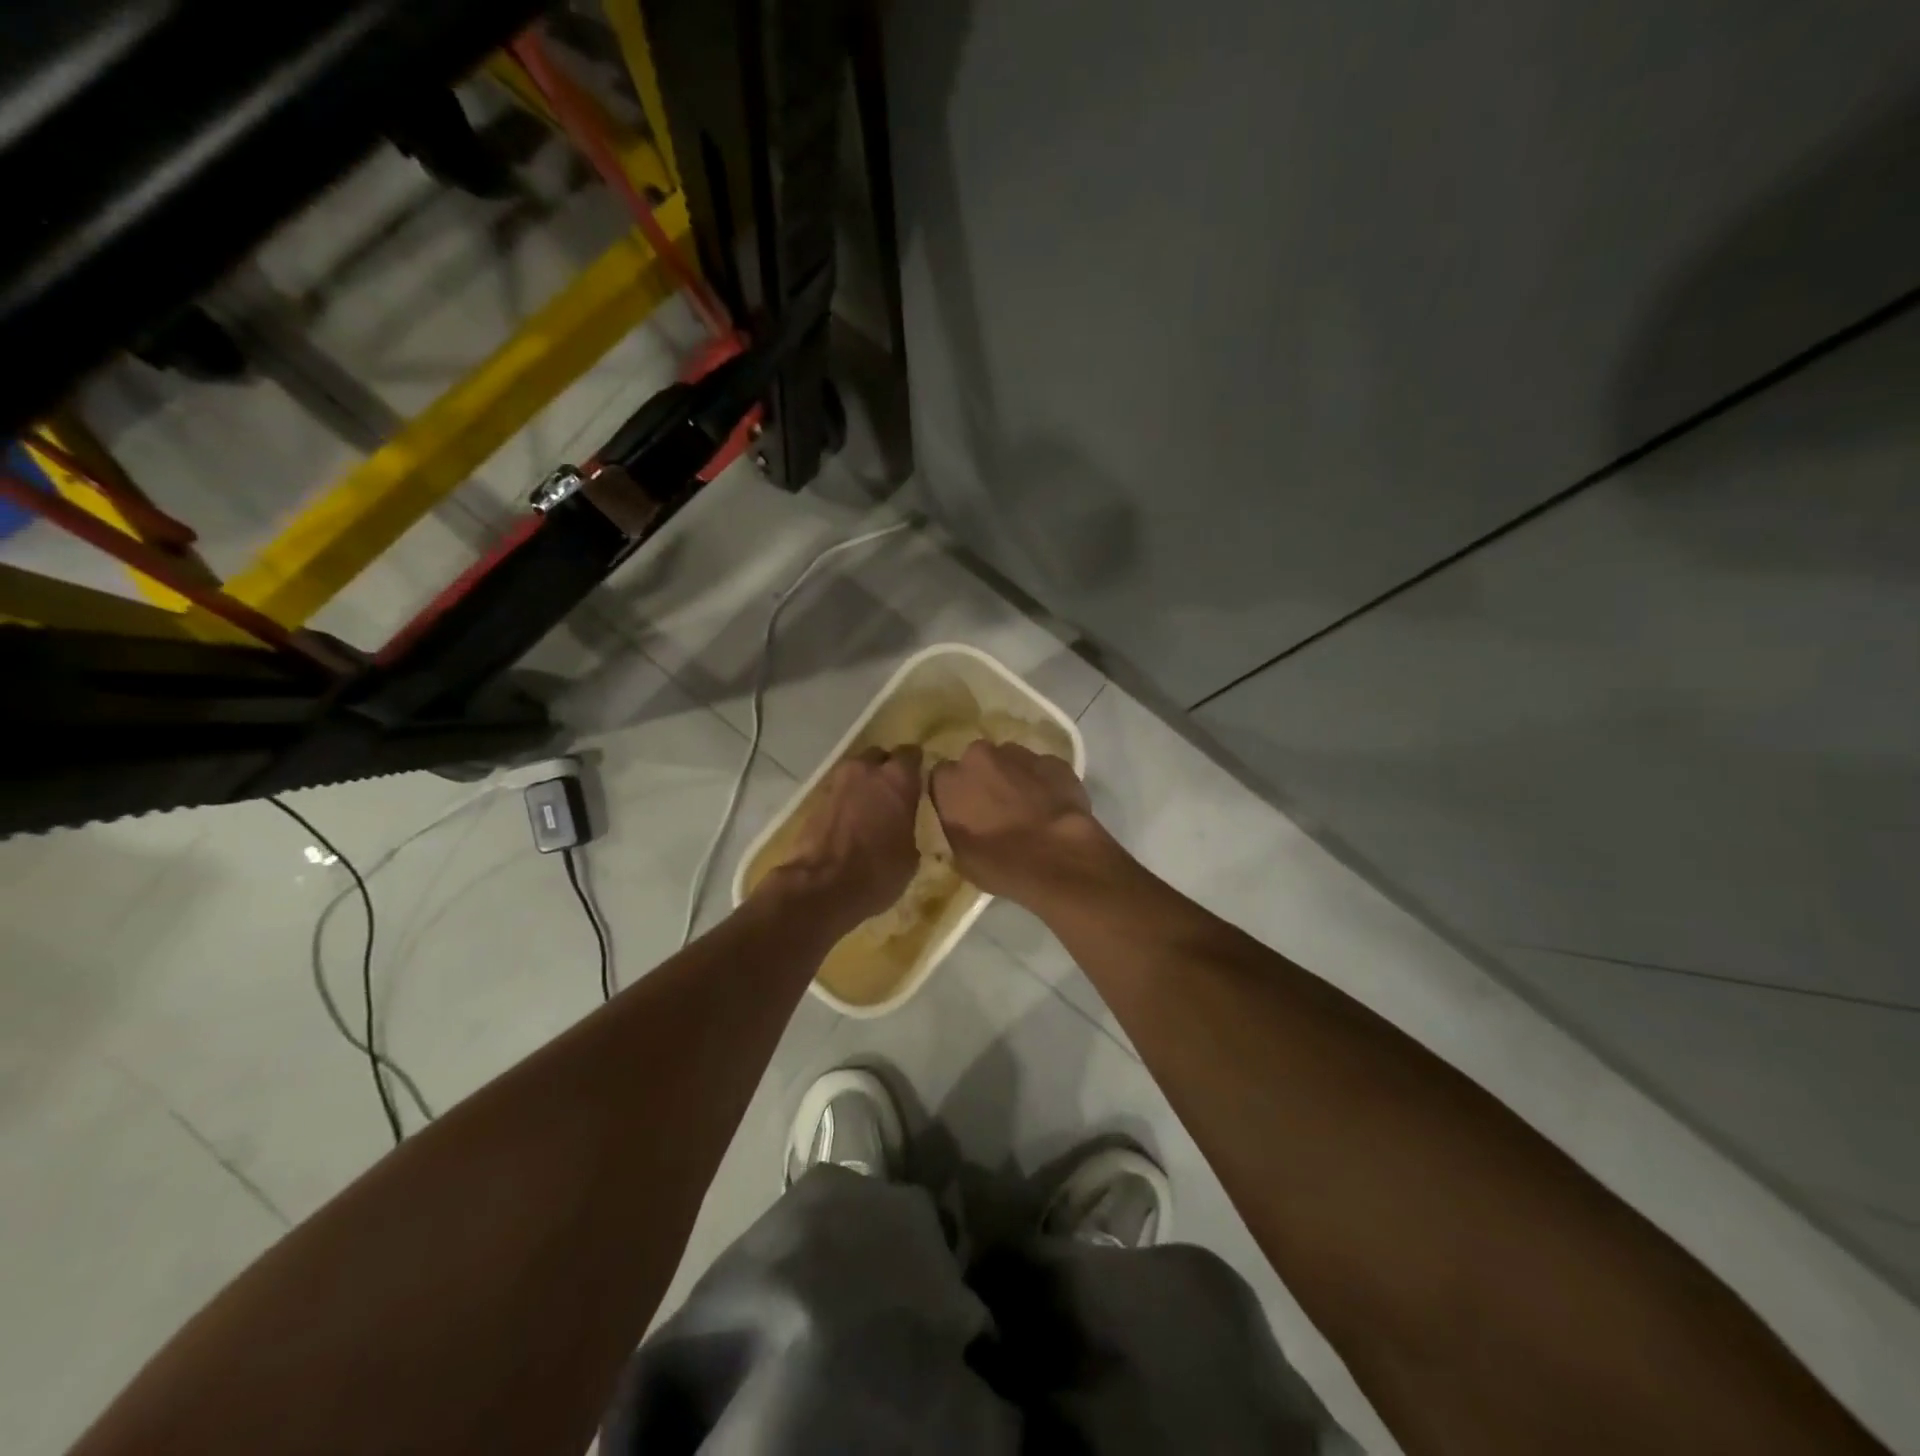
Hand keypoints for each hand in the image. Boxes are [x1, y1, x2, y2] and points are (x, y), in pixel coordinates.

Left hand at [769, 746, 922, 927]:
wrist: (820, 887)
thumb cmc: (877, 872)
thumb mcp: (909, 857)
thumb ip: (908, 828)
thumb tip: (902, 829)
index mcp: (897, 779)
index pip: (911, 754)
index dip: (915, 767)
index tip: (918, 782)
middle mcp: (866, 771)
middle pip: (879, 757)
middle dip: (885, 771)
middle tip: (893, 795)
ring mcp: (837, 783)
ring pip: (856, 773)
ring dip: (863, 786)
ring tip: (870, 811)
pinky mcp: (815, 800)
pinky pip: (838, 793)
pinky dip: (846, 802)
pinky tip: (851, 824)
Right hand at [928, 740, 1119, 904]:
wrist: (1057, 859)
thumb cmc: (1000, 864)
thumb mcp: (960, 856)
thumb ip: (954, 827)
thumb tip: (961, 822)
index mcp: (949, 780)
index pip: (941, 778)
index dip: (953, 794)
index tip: (962, 811)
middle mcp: (980, 756)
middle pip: (976, 761)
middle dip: (984, 779)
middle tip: (995, 808)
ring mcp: (1020, 754)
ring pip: (1011, 760)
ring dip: (1014, 778)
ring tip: (1027, 807)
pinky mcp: (1054, 761)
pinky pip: (1042, 769)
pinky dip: (1044, 782)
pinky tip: (1052, 806)